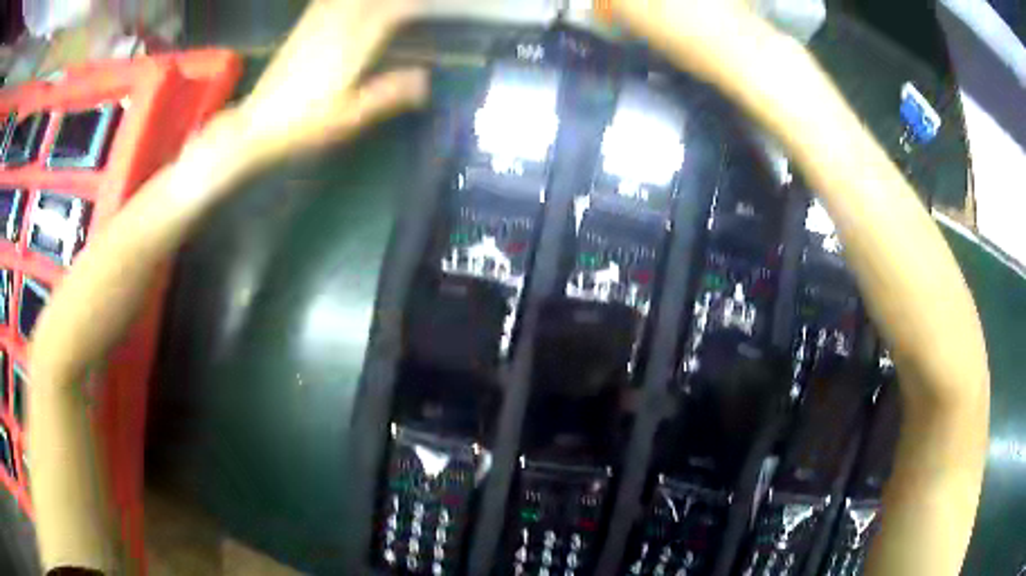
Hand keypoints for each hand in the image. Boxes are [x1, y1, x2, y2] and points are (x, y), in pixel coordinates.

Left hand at [235, 0, 428, 161]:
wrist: (257, 125)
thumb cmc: (305, 125)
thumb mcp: (349, 118)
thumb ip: (386, 95)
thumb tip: (424, 78)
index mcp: (350, 48)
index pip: (389, 14)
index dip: (409, 6)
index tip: (427, 5)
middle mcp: (335, 30)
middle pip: (370, 1)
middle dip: (391, 1)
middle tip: (410, 4)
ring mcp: (315, 28)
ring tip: (384, 2)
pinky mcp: (300, 32)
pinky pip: (323, 3)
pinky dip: (335, 0)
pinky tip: (345, 2)